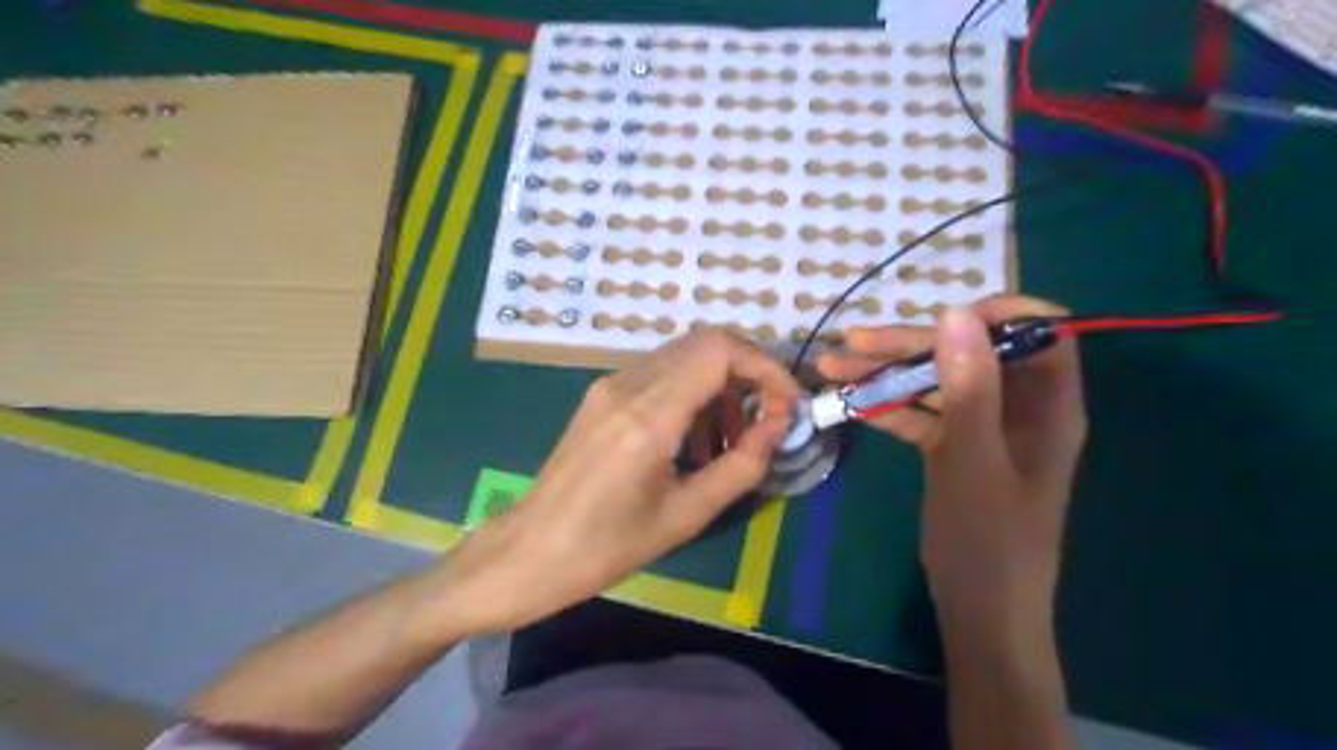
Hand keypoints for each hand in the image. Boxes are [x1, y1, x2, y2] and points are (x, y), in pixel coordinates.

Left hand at [443, 327, 792, 633]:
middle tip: (765, 420)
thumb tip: (777, 427)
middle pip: (704, 343)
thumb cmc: (607, 547)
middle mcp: (627, 385)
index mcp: (648, 416)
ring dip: (719, 385)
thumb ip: (741, 466)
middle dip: (747, 373)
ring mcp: (609, 385)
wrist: (530, 551)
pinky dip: (691, 393)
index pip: (719, 351)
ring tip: (728, 440)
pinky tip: (692, 439)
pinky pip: (660, 373)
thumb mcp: (685, 516)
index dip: (765, 366)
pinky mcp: (601, 394)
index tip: (787, 404)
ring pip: (683, 356)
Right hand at [814, 297, 1084, 629]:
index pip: (1040, 331)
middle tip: (852, 344)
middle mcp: (1016, 406)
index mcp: (1047, 405)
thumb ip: (968, 389)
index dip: (996, 314)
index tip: (941, 318)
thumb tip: (956, 313)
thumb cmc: (989, 541)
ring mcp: (981, 426)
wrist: (978, 609)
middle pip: (968, 353)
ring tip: (832, 366)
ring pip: (936, 380)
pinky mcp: (952, 446)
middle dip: (910, 344)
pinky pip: (920, 412)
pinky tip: (850, 403)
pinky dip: (887, 406)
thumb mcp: (974, 462)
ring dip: (886, 373)